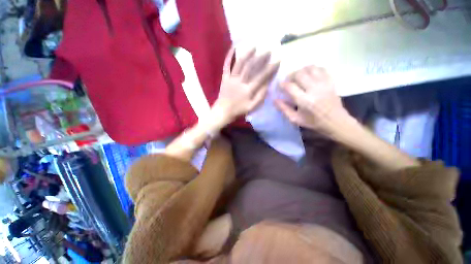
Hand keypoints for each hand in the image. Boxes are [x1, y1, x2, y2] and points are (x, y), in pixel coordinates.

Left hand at [212, 47, 279, 125]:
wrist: (223, 111)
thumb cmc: (238, 110)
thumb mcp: (252, 107)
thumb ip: (260, 96)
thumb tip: (267, 85)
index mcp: (248, 90)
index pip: (261, 77)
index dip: (270, 69)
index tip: (278, 61)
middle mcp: (240, 82)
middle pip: (251, 67)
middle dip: (261, 58)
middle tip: (268, 51)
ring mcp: (231, 78)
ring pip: (240, 63)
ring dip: (247, 54)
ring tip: (254, 46)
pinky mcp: (225, 78)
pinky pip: (226, 65)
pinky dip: (229, 56)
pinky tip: (233, 47)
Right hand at [275, 66, 351, 137]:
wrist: (336, 121)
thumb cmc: (313, 122)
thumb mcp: (295, 119)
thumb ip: (284, 109)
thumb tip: (274, 100)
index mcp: (304, 101)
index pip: (290, 86)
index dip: (282, 84)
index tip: (279, 86)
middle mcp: (314, 89)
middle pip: (299, 74)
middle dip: (290, 75)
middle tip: (288, 81)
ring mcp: (324, 84)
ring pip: (310, 68)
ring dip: (301, 70)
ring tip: (297, 77)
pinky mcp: (331, 81)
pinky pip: (320, 68)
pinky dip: (312, 69)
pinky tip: (309, 75)